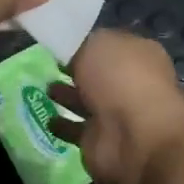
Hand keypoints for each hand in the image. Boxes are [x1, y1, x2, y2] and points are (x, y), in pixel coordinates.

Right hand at [57, 30, 183, 183]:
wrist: (133, 137)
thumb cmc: (119, 79)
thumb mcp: (95, 44)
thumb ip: (80, 43)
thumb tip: (71, 48)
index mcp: (139, 54)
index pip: (110, 44)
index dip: (88, 42)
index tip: (62, 42)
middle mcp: (130, 84)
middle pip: (99, 74)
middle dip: (77, 70)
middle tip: (50, 64)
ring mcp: (116, 115)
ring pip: (87, 102)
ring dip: (68, 96)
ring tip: (45, 87)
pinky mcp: (100, 141)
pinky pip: (76, 129)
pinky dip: (63, 125)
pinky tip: (46, 118)